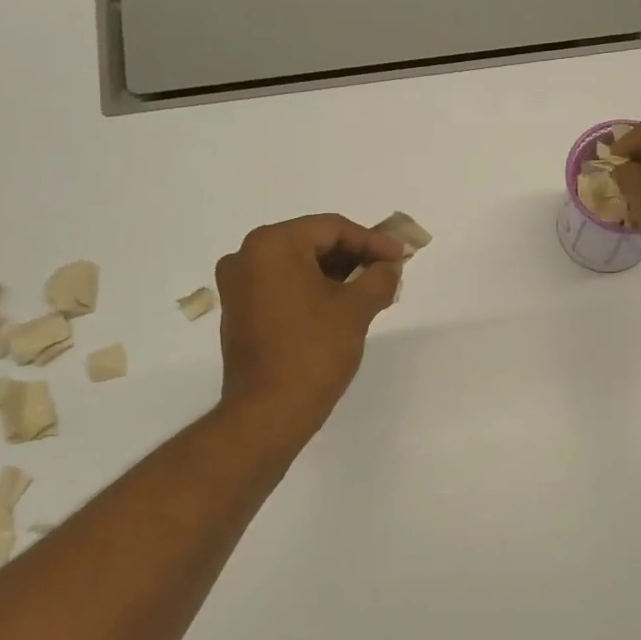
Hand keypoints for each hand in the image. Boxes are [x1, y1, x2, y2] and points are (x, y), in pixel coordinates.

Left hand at [214, 215, 406, 434]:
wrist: (269, 411)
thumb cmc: (313, 351)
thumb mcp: (356, 309)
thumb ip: (379, 278)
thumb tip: (390, 266)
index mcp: (271, 245)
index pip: (331, 228)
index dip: (372, 240)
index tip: (402, 255)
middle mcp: (246, 256)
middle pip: (312, 243)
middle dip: (355, 257)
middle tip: (389, 271)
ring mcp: (238, 286)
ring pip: (298, 266)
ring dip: (337, 275)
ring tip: (373, 290)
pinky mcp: (240, 312)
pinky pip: (284, 287)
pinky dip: (315, 291)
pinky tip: (344, 305)